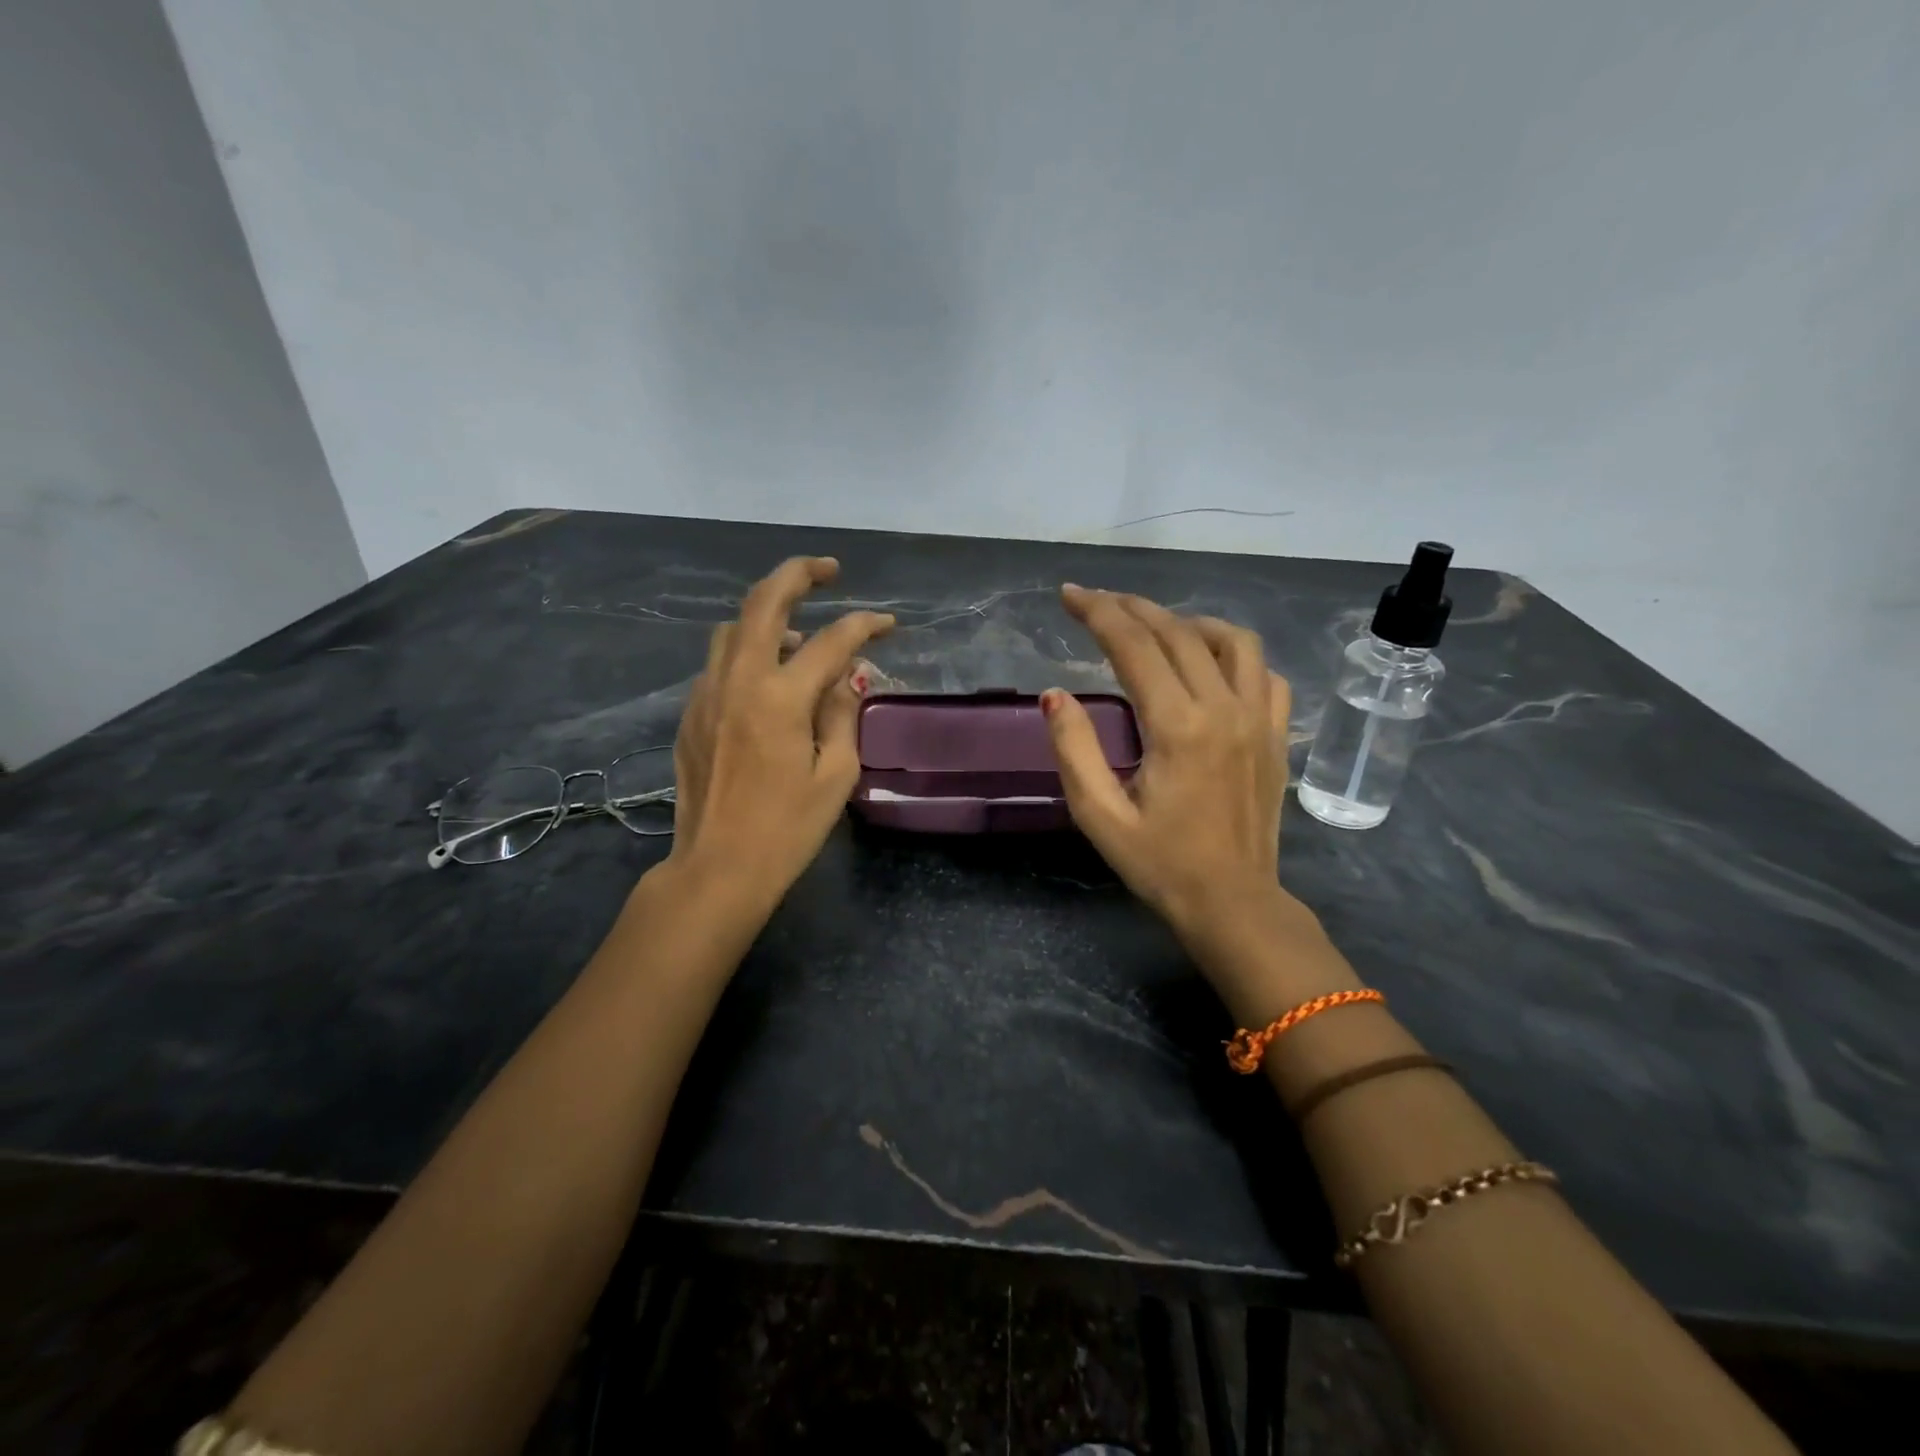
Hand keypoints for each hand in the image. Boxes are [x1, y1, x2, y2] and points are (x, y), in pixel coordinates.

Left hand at [667, 556, 892, 900]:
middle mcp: (737, 681)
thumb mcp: (835, 775)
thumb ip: (843, 713)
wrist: (716, 868)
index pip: (830, 641)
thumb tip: (848, 675)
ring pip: (733, 628)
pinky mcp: (691, 713)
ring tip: (799, 634)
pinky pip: (720, 661)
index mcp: (780, 698)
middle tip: (828, 570)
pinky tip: (768, 679)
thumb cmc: (786, 829)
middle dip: (798, 575)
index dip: (865, 626)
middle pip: (763, 602)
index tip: (888, 624)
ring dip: (768, 615)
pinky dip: (747, 650)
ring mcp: (706, 694)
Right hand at [1041, 586, 1339, 1000]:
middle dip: (1132, 607)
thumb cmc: (1160, 864)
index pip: (1133, 646)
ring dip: (1188, 622)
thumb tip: (1055, 694)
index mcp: (1177, 727)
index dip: (1098, 612)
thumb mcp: (1100, 815)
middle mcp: (1224, 709)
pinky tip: (1211, 665)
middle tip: (1097, 601)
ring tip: (1155, 628)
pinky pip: (1264, 672)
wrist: (1233, 904)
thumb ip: (1074, 749)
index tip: (1069, 595)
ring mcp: (1259, 719)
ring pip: (1231, 640)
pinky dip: (1234, 654)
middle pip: (1177, 632)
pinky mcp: (1277, 735)